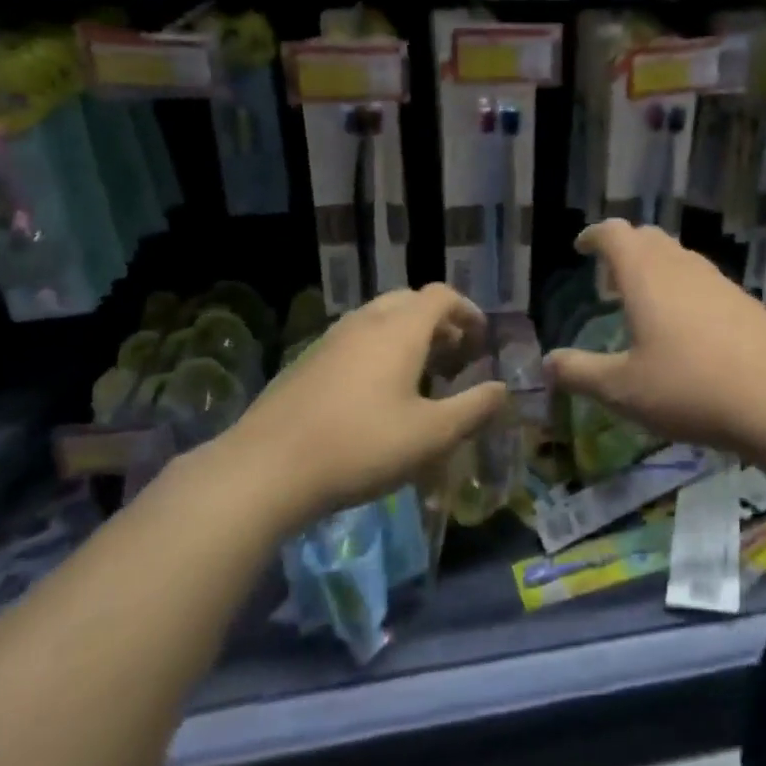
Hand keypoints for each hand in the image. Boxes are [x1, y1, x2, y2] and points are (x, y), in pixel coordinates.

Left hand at [217, 284, 507, 529]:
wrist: (264, 469)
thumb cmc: (360, 446)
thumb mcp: (431, 435)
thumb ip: (473, 409)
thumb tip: (502, 389)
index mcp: (400, 329)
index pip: (442, 296)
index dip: (468, 312)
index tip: (481, 341)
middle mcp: (366, 322)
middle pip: (410, 301)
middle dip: (438, 322)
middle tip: (454, 357)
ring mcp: (331, 339)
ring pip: (379, 319)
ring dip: (407, 336)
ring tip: (420, 376)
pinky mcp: (307, 362)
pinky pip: (355, 340)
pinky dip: (378, 350)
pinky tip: (376, 395)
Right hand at [544, 220, 765, 458]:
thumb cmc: (689, 388)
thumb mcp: (623, 390)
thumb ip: (580, 373)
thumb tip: (548, 362)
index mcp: (646, 276)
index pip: (615, 233)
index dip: (595, 235)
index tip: (582, 248)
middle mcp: (682, 267)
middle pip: (649, 238)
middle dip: (625, 249)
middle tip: (610, 279)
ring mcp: (719, 281)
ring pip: (680, 258)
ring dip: (657, 268)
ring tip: (646, 302)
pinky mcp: (745, 302)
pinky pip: (705, 281)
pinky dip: (685, 288)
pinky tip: (689, 328)